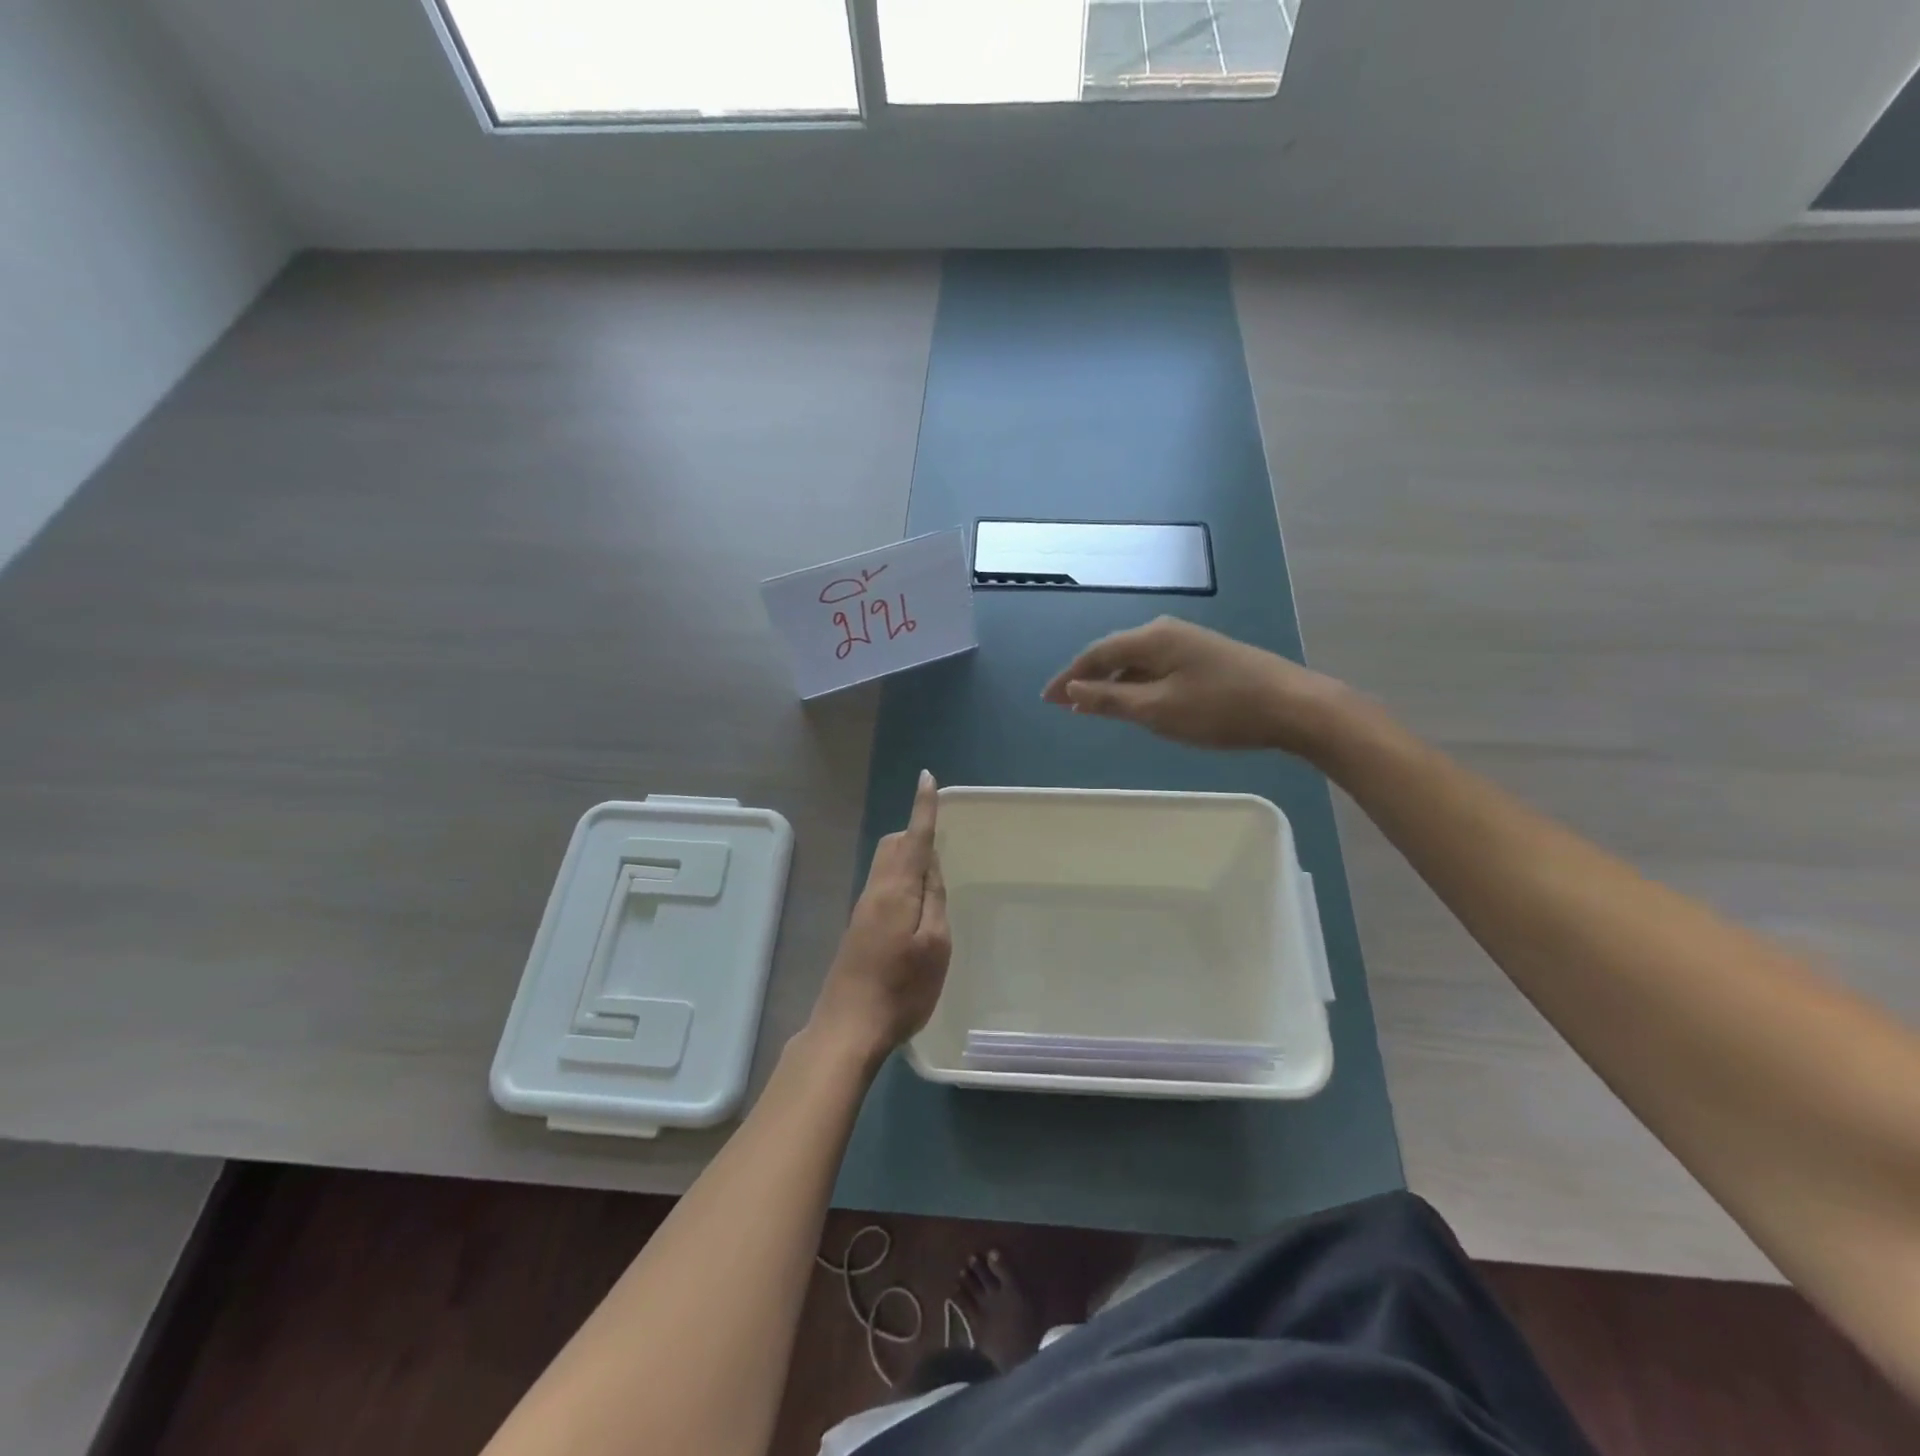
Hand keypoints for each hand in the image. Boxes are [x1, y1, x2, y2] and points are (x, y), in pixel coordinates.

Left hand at [809, 770, 950, 1062]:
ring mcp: (863, 909)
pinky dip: (902, 880)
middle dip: (915, 833)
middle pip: (893, 845)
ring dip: (908, 858)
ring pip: (886, 865)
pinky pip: (883, 885)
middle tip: (944, 845)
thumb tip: (931, 864)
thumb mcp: (935, 945)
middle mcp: (875, 890)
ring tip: (935, 878)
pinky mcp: (858, 928)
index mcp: (896, 890)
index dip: (923, 808)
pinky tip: (916, 908)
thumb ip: (934, 899)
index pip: (914, 838)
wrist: (848, 1027)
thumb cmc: (902, 989)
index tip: (926, 779)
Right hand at [1042, 616, 1347, 754]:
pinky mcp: (1206, 657)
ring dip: (1113, 683)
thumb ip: (1111, 699)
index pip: (1096, 653)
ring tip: (1096, 707)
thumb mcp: (1158, 710)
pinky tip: (1139, 703)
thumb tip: (1072, 691)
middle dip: (1089, 678)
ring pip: (1137, 661)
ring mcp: (1189, 642)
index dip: (1069, 677)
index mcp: (1151, 638)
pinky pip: (1157, 668)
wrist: (1292, 706)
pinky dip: (1138, 685)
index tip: (1047, 698)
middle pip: (1115, 652)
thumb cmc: (1220, 709)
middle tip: (1067, 704)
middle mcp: (1166, 631)